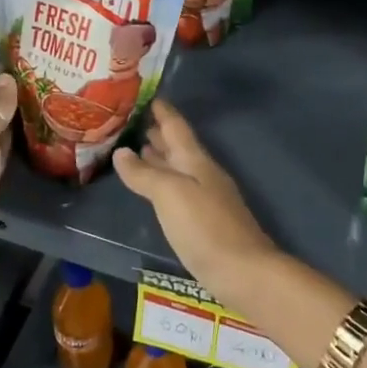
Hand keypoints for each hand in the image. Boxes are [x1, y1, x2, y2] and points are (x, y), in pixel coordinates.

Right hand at [112, 99, 278, 312]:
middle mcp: (202, 173)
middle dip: (157, 132)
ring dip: (159, 157)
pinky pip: (177, 190)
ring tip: (134, 148)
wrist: (244, 272)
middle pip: (178, 146)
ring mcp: (205, 198)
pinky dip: (162, 182)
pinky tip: (152, 189)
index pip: (176, 126)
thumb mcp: (170, 194)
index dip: (162, 111)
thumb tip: (122, 152)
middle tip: (130, 121)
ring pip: (177, 168)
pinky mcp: (203, 221)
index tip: (145, 94)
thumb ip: (145, 173)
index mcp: (195, 161)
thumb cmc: (205, 227)